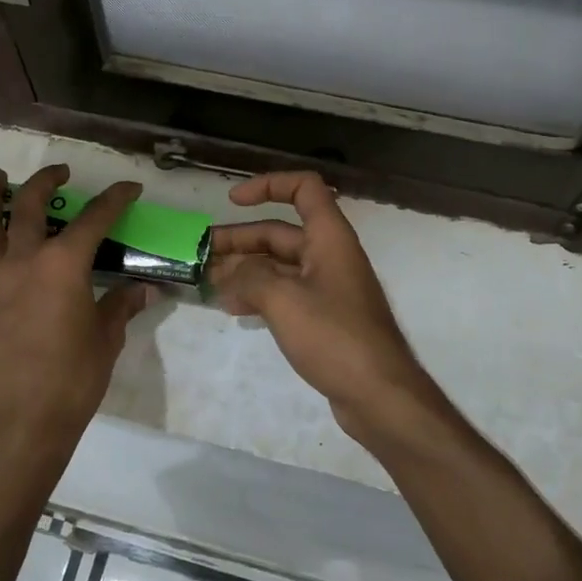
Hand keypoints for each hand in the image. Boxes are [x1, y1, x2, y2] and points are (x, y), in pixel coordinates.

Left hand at [0, 166, 158, 463]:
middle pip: (29, 205)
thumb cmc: (72, 379)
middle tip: (60, 173)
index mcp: (63, 264)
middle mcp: (22, 260)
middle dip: (46, 181)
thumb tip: (144, 290)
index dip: (114, 199)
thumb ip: (121, 306)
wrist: (19, 421)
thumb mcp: (106, 339)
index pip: (94, 218)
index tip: (128, 188)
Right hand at [210, 172, 437, 437]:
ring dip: (245, 269)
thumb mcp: (284, 300)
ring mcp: (328, 289)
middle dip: (241, 239)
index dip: (268, 185)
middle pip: (281, 232)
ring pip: (280, 266)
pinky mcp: (324, 319)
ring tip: (210, 282)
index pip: (303, 188)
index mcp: (329, 238)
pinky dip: (260, 295)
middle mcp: (330, 256)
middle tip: (202, 253)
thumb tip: (227, 275)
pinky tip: (235, 308)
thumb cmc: (334, 336)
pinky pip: (286, 294)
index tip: (232, 201)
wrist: (379, 395)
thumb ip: (249, 278)